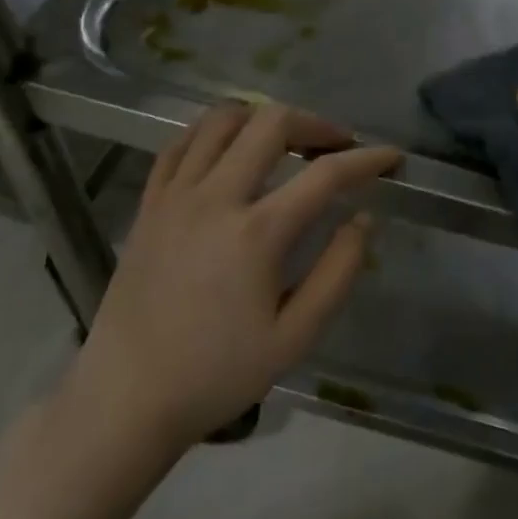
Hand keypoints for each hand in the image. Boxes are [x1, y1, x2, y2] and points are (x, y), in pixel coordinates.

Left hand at [61, 104, 399, 471]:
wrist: (125, 399)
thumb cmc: (217, 374)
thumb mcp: (295, 337)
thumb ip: (338, 272)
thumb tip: (363, 220)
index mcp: (257, 233)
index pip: (325, 174)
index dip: (367, 159)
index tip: (392, 157)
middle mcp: (215, 198)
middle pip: (271, 124)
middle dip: (315, 124)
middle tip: (337, 146)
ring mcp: (175, 196)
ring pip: (222, 120)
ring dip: (263, 118)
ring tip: (286, 140)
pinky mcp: (148, 204)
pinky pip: (180, 143)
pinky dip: (212, 132)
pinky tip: (229, 148)